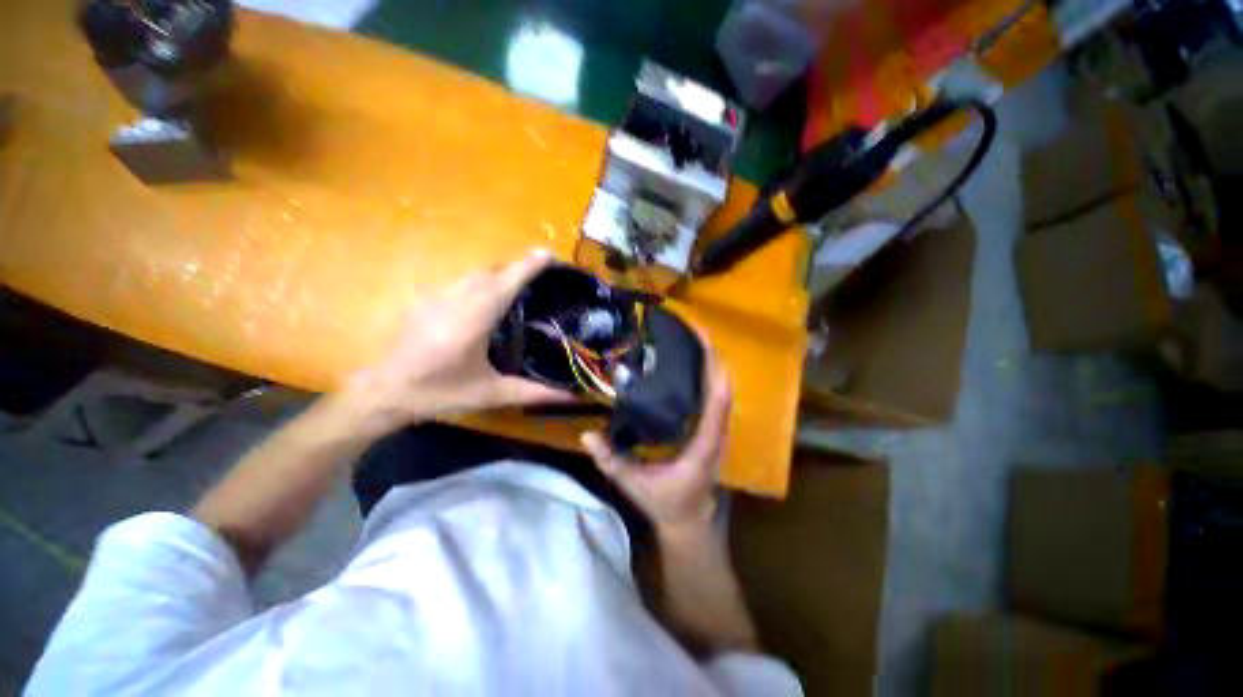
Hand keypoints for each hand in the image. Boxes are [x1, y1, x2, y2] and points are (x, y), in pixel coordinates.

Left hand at [344, 250, 570, 434]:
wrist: (386, 392)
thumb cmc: (441, 392)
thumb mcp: (491, 394)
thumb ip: (533, 392)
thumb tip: (571, 396)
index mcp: (473, 319)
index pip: (506, 282)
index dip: (528, 266)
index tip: (549, 254)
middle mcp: (455, 299)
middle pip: (491, 271)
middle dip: (516, 268)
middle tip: (539, 275)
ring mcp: (436, 296)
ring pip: (473, 274)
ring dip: (497, 274)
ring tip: (516, 285)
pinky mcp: (424, 300)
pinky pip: (459, 282)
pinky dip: (479, 282)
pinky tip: (483, 300)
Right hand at [580, 344, 729, 535]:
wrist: (690, 522)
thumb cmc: (666, 504)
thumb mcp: (635, 485)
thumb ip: (611, 462)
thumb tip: (586, 436)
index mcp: (703, 446)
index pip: (717, 401)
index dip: (713, 370)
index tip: (704, 341)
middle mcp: (717, 434)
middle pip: (723, 388)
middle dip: (713, 356)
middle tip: (695, 329)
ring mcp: (717, 432)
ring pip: (722, 391)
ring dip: (712, 364)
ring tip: (694, 339)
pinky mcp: (711, 431)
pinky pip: (715, 399)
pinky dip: (709, 377)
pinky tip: (693, 365)